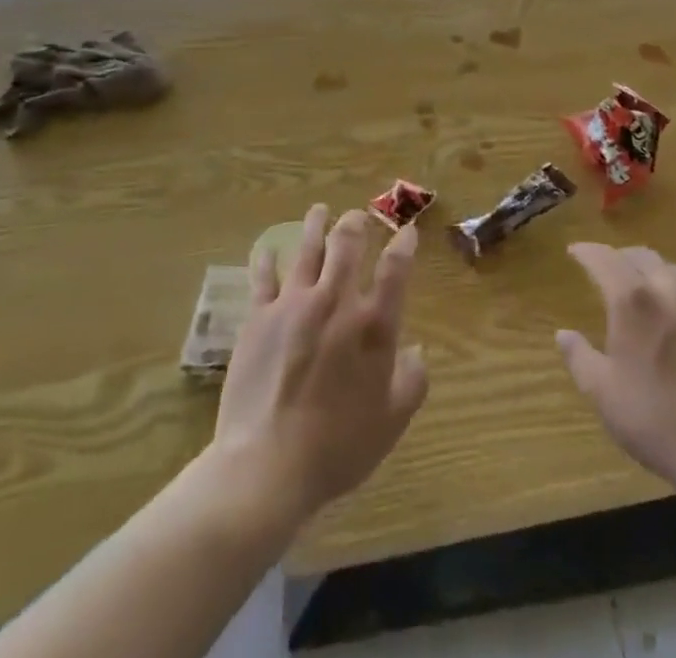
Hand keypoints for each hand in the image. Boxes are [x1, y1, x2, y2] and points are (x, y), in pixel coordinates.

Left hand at [212, 205, 428, 523]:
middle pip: (347, 246)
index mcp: (373, 326)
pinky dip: (267, 260)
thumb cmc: (338, 447)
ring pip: (307, 250)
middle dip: (355, 224)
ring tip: (319, 211)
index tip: (407, 231)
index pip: (395, 270)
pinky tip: (268, 250)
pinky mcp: (259, 318)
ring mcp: (294, 305)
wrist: (267, 465)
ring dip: (315, 226)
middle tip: (356, 216)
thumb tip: (416, 351)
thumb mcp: (391, 422)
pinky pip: (263, 278)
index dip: (404, 245)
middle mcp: (336, 302)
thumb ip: (411, 381)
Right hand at [556, 243, 675, 492]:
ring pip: (669, 268)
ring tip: (637, 283)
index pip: (604, 259)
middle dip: (618, 256)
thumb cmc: (656, 419)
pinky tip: (671, 309)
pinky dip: (672, 286)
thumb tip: (563, 333)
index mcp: (632, 300)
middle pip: (640, 256)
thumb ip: (579, 357)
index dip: (587, 251)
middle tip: (603, 268)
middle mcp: (666, 290)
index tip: (574, 251)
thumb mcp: (603, 393)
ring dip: (647, 267)